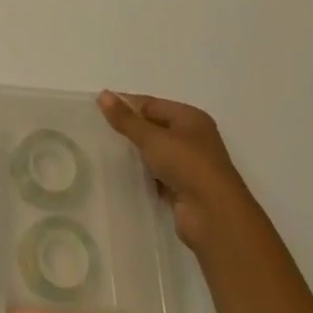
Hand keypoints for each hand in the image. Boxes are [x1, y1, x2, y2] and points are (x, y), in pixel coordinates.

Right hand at [98, 90, 251, 248]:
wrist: (215, 217)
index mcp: (190, 118)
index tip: (98, 108)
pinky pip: (158, 175)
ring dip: (136, 153)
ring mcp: (190, 166)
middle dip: (130, 129)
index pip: (151, 104)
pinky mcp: (185, 190)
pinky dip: (143, 174)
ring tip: (104, 151)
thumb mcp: (152, 138)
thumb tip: (103, 94)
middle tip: (98, 129)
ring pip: (156, 153)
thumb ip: (126, 119)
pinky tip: (122, 174)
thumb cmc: (187, 165)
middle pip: (154, 127)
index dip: (126, 104)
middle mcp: (193, 138)